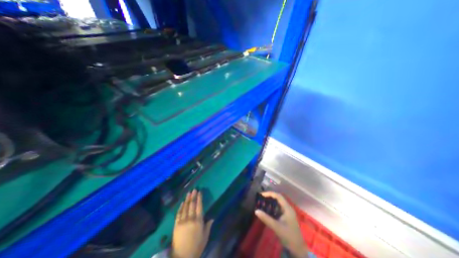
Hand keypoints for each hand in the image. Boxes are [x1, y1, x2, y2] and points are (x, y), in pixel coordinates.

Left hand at [171, 189, 213, 257]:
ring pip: (185, 207)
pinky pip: (178, 214)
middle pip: (192, 205)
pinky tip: (182, 202)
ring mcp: (182, 221)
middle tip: (194, 189)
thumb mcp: (205, 237)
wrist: (182, 257)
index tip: (200, 192)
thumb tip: (212, 218)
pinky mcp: (176, 225)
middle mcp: (190, 219)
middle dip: (193, 196)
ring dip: (187, 199)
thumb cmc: (196, 247)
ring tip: (189, 193)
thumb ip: (208, 226)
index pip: (199, 206)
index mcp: (198, 221)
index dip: (199, 198)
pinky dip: (180, 207)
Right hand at [255, 191, 307, 257]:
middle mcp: (288, 208)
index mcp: (287, 208)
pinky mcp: (286, 216)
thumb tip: (256, 211)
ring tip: (262, 202)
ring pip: (278, 203)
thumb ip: (266, 218)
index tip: (261, 195)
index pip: (278, 196)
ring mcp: (288, 212)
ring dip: (271, 201)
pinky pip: (278, 208)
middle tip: (261, 198)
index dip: (269, 194)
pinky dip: (272, 206)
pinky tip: (267, 209)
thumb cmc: (288, 237)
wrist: (298, 250)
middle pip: (278, 198)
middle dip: (269, 196)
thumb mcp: (276, 227)